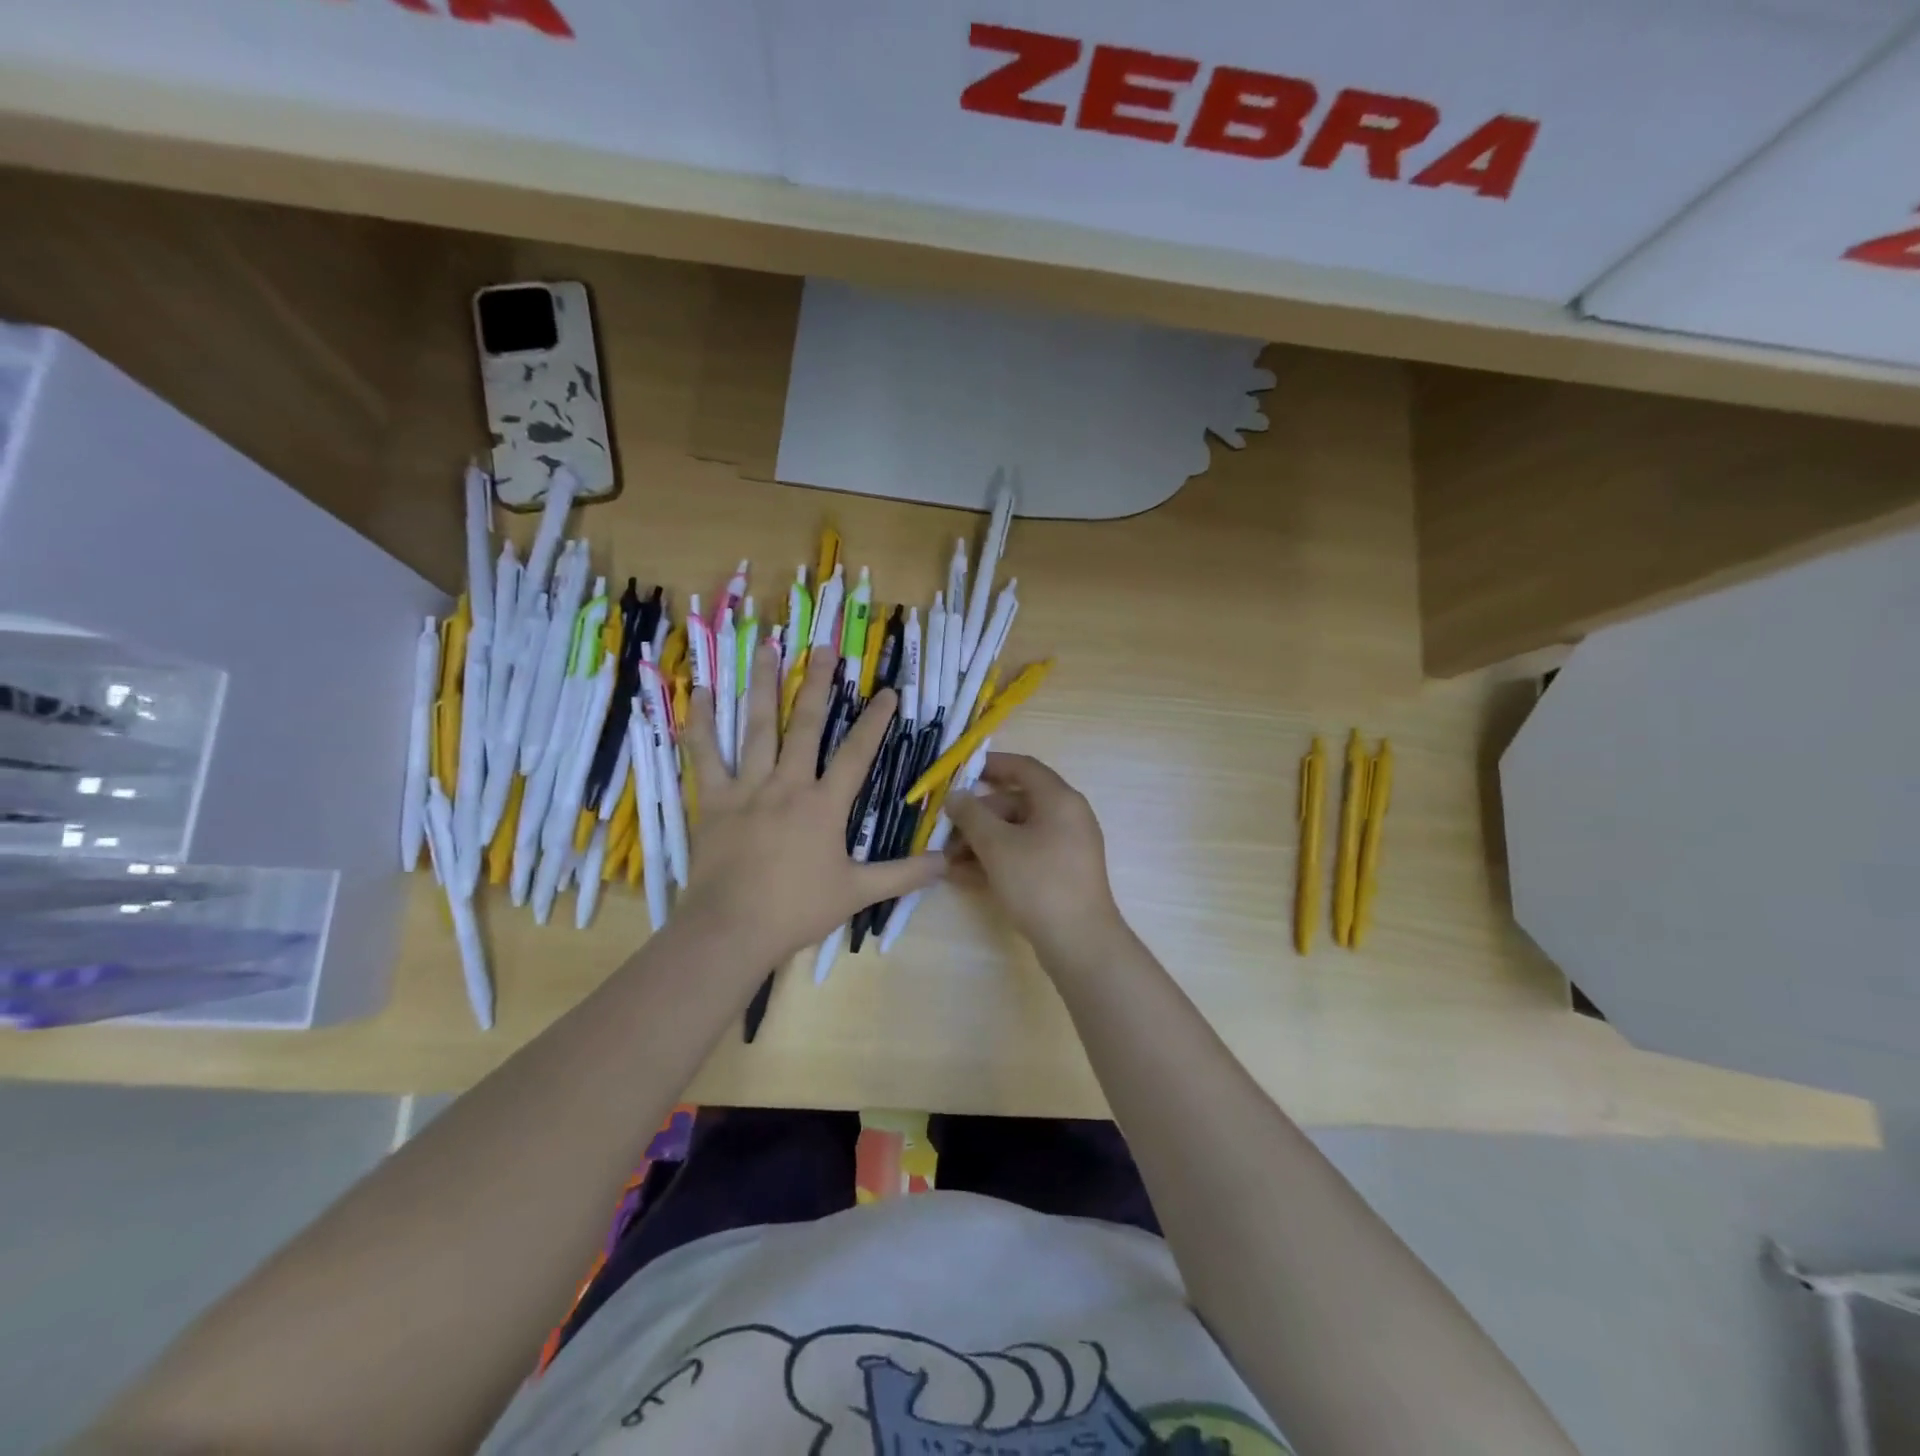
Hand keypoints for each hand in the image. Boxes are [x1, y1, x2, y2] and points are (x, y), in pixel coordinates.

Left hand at [678, 642, 943, 965]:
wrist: (732, 929)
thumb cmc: (797, 910)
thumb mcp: (858, 893)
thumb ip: (904, 875)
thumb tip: (947, 862)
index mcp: (825, 805)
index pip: (857, 754)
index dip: (875, 721)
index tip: (887, 691)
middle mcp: (788, 785)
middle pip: (806, 725)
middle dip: (818, 684)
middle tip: (824, 647)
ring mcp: (748, 788)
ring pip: (757, 727)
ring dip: (762, 685)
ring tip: (767, 647)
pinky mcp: (715, 801)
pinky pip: (706, 756)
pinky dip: (701, 724)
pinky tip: (699, 693)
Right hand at [944, 753, 1125, 963]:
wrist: (1079, 942)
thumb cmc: (1038, 882)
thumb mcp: (997, 845)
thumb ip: (971, 815)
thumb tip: (955, 795)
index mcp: (1059, 799)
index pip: (1023, 767)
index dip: (991, 765)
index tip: (960, 771)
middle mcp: (1066, 817)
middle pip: (1015, 803)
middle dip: (977, 816)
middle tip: (944, 831)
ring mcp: (1065, 848)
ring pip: (1016, 833)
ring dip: (981, 842)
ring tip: (946, 859)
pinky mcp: (1060, 875)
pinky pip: (1023, 855)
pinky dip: (996, 860)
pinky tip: (963, 875)